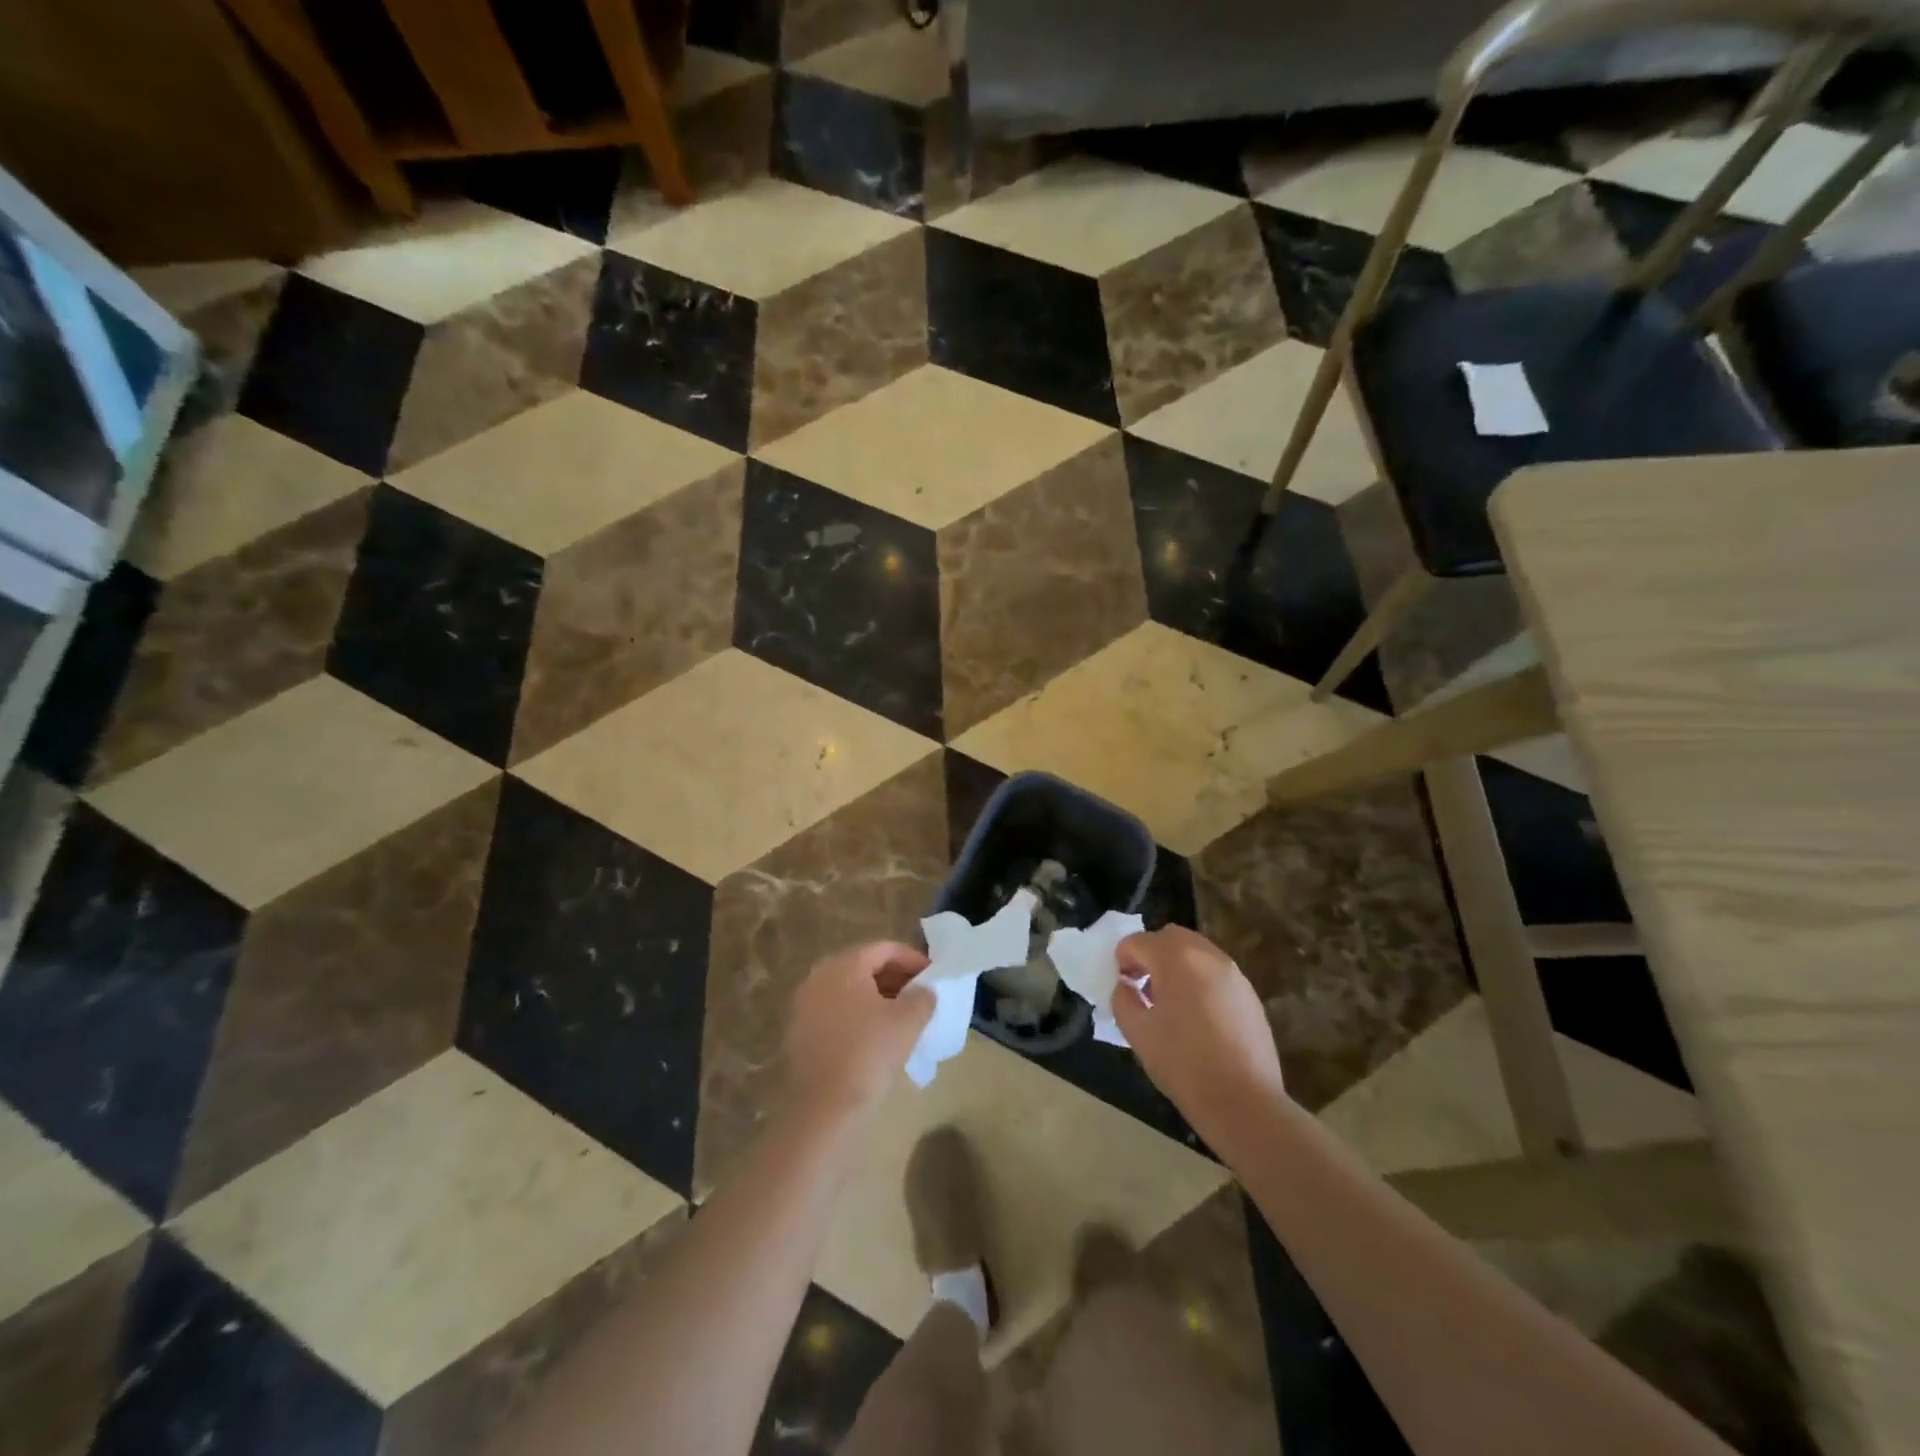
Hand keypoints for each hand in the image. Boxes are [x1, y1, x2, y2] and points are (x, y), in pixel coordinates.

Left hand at [785, 941, 933, 1118]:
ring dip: (879, 997)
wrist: (822, 1107)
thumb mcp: (908, 1021)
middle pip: (865, 965)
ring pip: (850, 989)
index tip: (934, 977)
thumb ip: (923, 997)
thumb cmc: (868, 1054)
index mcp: (844, 964)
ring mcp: (805, 1003)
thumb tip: (925, 990)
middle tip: (921, 996)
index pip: (885, 949)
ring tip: (903, 1017)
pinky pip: (837, 1010)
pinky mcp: (800, 1030)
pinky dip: (859, 1014)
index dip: (914, 959)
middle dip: (896, 978)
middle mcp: (819, 975)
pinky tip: (877, 1036)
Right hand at [1111, 926, 1286, 1134]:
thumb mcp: (1137, 1033)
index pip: (1138, 941)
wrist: (1244, 1102)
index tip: (1122, 985)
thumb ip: (1123, 1000)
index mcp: (1175, 959)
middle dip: (1151, 953)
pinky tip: (1198, 1018)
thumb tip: (1127, 987)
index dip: (1123, 959)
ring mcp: (1234, 973)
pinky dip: (1199, 980)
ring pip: (1196, 952)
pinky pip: (1216, 973)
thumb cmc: (1183, 1064)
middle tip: (1143, 985)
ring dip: (1177, 965)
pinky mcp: (1250, 994)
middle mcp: (1207, 955)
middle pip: (1171, 936)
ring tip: (1170, 1002)